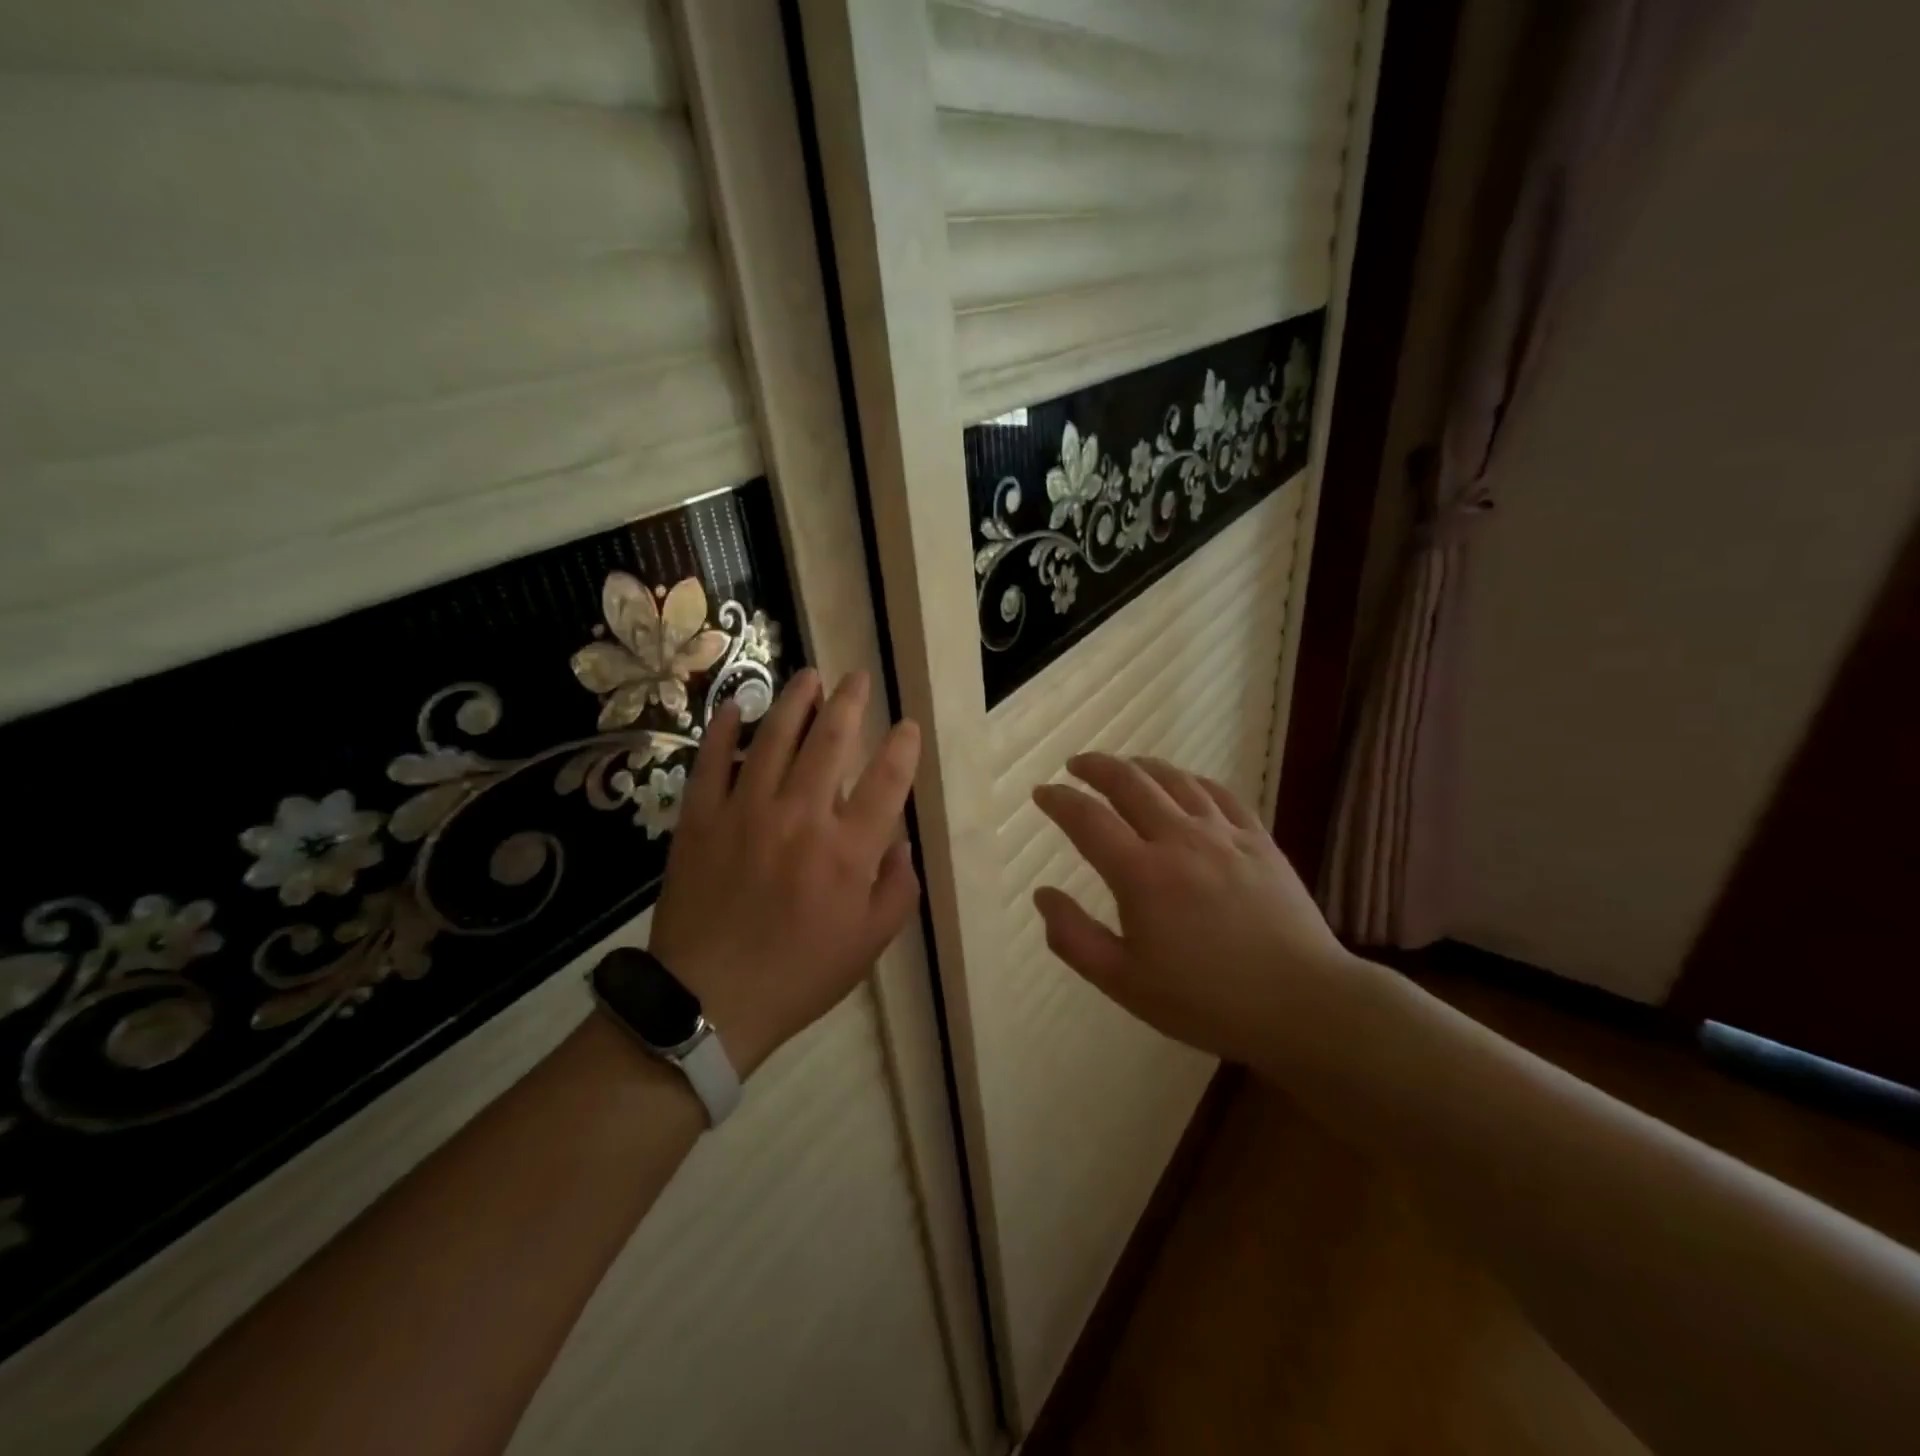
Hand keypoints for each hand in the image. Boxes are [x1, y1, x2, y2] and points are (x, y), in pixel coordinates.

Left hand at [647, 668, 921, 1076]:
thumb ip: (897, 889)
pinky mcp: (701, 819)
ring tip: (809, 675)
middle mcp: (801, 817)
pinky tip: (736, 707)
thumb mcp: (870, 944)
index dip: (902, 746)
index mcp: (848, 850)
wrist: (709, 1002)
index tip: (906, 725)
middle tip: (856, 678)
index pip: (887, 780)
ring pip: (775, 740)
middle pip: (831, 742)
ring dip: (795, 702)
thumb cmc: (800, 974)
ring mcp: (746, 812)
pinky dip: (724, 731)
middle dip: (849, 703)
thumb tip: (901, 843)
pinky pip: (712, 763)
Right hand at [1031, 754, 1348, 1065]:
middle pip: (1129, 783)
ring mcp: (1224, 834)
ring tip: (1123, 765)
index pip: (1087, 819)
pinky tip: (1183, 783)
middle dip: (1096, 767)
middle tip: (1076, 765)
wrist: (1304, 1004)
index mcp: (1141, 874)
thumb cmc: (1206, 1000)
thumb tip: (1042, 895)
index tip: (1041, 793)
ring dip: (1140, 766)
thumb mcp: (1124, 983)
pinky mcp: (1259, 840)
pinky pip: (1218, 793)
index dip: (1059, 800)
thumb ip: (1074, 938)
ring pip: (1174, 779)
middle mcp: (1179, 839)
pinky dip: (1190, 779)